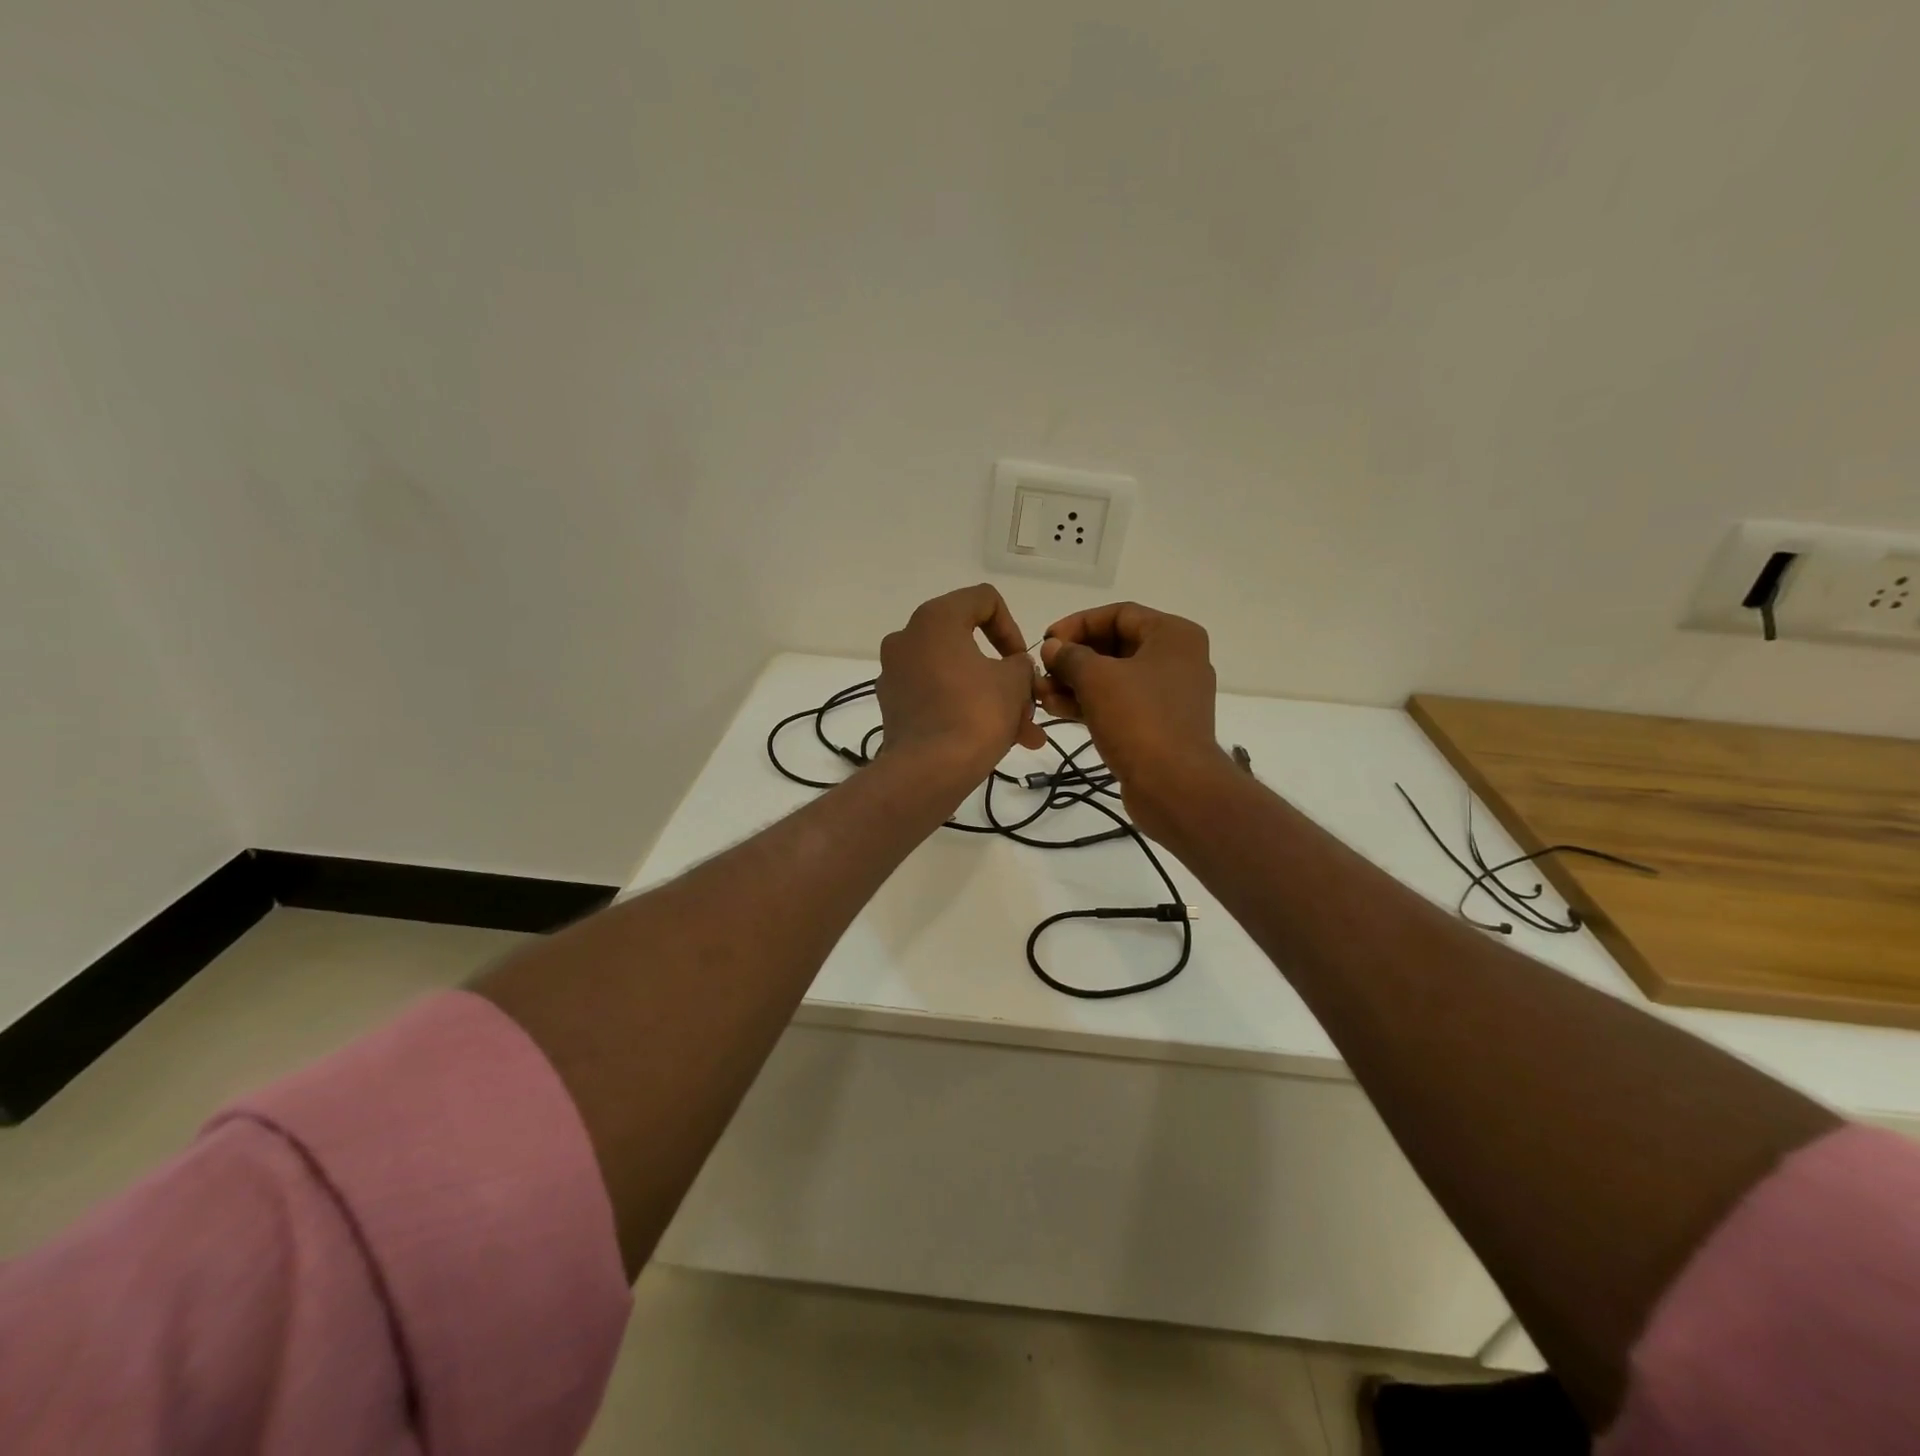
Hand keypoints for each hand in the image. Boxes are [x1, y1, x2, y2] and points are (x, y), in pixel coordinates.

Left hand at [876, 585, 1044, 782]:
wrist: (927, 771)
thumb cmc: (975, 713)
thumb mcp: (1014, 682)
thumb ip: (1021, 664)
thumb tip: (1014, 668)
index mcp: (934, 619)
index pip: (983, 600)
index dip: (1012, 628)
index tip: (1022, 662)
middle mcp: (907, 638)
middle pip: (969, 644)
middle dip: (1006, 676)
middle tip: (1030, 703)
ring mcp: (896, 674)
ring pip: (957, 677)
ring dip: (992, 699)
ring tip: (1024, 734)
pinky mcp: (894, 706)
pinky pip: (939, 698)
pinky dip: (965, 711)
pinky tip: (995, 742)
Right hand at [1037, 602, 1224, 834]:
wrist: (1175, 786)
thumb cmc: (1139, 719)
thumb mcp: (1097, 679)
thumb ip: (1070, 656)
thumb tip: (1052, 647)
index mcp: (1173, 635)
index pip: (1118, 613)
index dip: (1078, 623)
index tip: (1046, 641)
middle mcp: (1176, 659)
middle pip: (1115, 645)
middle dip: (1073, 658)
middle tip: (1041, 670)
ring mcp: (1168, 694)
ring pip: (1114, 677)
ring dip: (1075, 682)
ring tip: (1040, 693)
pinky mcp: (1158, 724)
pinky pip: (1119, 703)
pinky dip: (1090, 703)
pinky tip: (1056, 709)